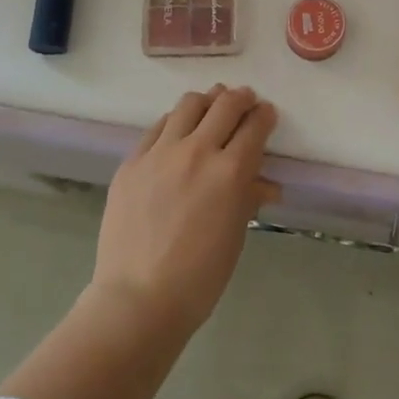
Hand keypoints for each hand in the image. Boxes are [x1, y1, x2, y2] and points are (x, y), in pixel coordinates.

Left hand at [90, 85, 278, 338]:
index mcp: (230, 172)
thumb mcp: (235, 236)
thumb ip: (249, 198)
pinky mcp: (132, 161)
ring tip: (210, 109)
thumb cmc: (199, 277)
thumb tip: (267, 184)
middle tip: (245, 102)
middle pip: (224, 104)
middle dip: (241, 98)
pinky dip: (175, 122)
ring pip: (189, 104)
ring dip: (207, 101)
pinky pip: (157, 127)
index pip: (255, 125)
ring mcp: (160, 153)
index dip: (265, 115)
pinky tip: (177, 132)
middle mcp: (197, 151)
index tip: (266, 114)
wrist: (137, 300)